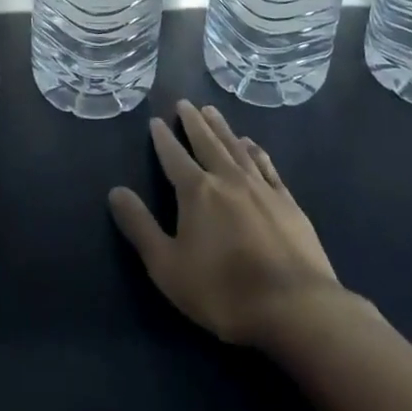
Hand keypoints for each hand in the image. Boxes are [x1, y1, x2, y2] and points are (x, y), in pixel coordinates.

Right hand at [109, 100, 341, 347]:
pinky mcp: (287, 201)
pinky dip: (255, 150)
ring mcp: (261, 187)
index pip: (174, 156)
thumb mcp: (168, 267)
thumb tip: (116, 191)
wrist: (295, 307)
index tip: (155, 120)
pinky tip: (251, 144)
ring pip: (236, 147)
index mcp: (197, 191)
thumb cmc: (224, 291)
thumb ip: (140, 227)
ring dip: (222, 128)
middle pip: (206, 141)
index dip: (163, 138)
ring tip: (211, 111)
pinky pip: (266, 164)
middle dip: (193, 122)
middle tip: (184, 103)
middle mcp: (228, 178)